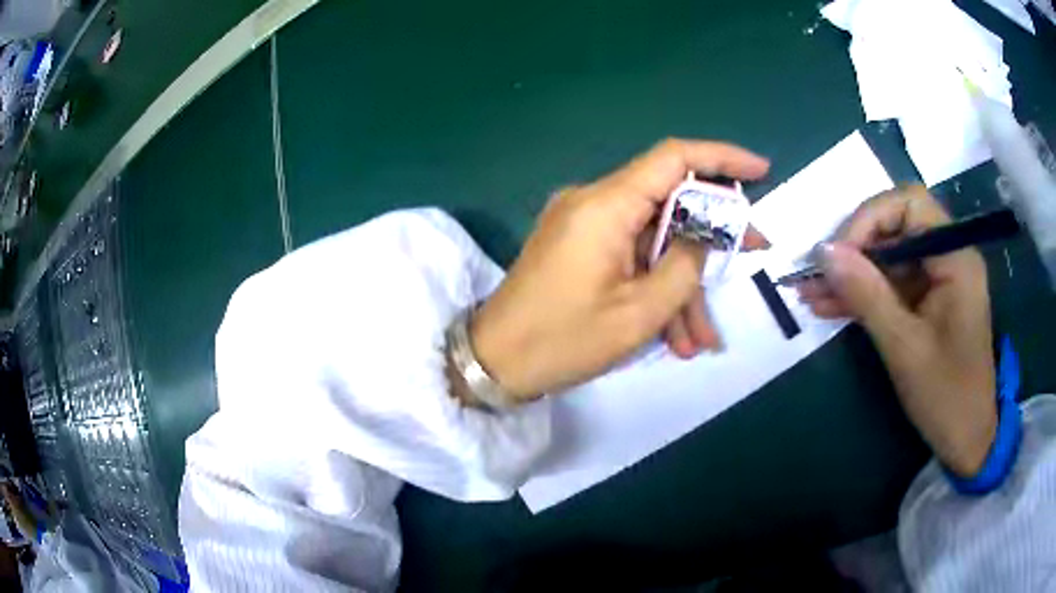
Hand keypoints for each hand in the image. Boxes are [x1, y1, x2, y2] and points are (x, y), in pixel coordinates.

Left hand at [470, 139, 768, 398]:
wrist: (494, 363)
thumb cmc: (563, 340)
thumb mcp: (640, 312)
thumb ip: (686, 264)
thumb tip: (707, 231)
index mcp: (605, 205)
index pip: (673, 158)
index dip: (721, 158)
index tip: (761, 171)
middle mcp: (593, 201)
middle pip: (669, 202)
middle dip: (712, 237)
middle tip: (750, 259)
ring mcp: (583, 224)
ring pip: (652, 240)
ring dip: (682, 284)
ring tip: (703, 339)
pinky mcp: (578, 246)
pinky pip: (629, 256)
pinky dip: (654, 287)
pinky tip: (674, 336)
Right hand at [797, 185, 996, 475]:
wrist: (967, 439)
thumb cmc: (946, 395)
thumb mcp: (904, 347)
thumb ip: (866, 294)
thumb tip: (823, 252)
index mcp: (955, 258)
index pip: (909, 204)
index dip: (870, 218)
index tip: (838, 253)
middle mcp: (949, 257)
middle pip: (896, 229)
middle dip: (855, 249)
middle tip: (816, 274)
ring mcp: (938, 280)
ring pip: (889, 259)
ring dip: (852, 275)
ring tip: (810, 293)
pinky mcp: (929, 302)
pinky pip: (893, 286)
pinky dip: (864, 295)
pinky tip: (830, 306)